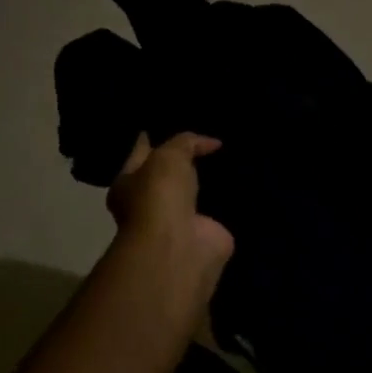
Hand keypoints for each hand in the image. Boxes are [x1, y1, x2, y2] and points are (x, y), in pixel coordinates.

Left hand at [105, 132, 233, 299]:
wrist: (179, 247)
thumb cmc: (160, 196)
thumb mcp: (169, 155)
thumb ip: (186, 142)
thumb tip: (210, 142)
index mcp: (128, 184)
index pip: (141, 154)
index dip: (152, 139)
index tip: (167, 125)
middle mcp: (150, 204)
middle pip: (168, 176)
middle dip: (183, 162)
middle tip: (206, 140)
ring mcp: (178, 222)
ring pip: (194, 194)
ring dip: (208, 183)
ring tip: (230, 159)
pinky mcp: (205, 235)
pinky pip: (219, 211)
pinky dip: (230, 201)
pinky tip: (243, 185)